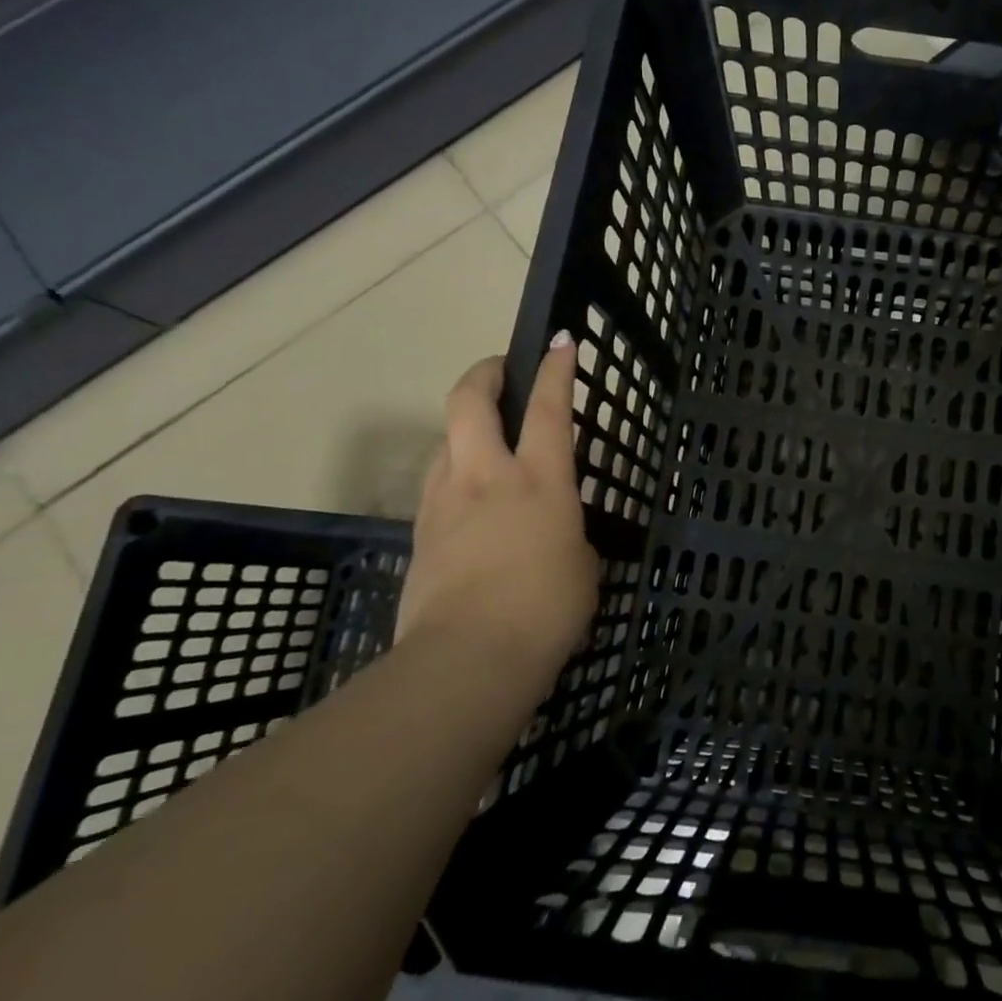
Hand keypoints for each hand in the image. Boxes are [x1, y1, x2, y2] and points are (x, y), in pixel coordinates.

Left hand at [395, 338, 599, 691]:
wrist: (469, 658)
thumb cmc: (547, 610)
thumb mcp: (582, 566)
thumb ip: (568, 535)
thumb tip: (555, 534)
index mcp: (540, 481)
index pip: (549, 409)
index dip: (555, 370)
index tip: (558, 342)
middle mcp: (487, 476)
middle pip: (470, 402)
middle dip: (484, 375)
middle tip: (500, 372)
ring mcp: (445, 502)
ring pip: (444, 440)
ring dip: (464, 427)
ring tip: (483, 439)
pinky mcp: (419, 534)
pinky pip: (436, 485)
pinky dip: (452, 473)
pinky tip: (467, 497)